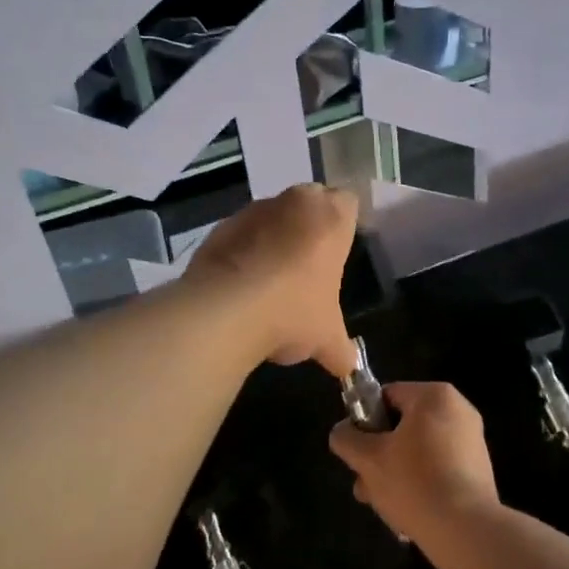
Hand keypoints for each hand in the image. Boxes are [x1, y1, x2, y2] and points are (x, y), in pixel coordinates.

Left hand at [184, 183, 360, 377]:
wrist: (224, 312)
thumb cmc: (293, 311)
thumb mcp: (327, 337)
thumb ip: (342, 348)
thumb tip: (348, 366)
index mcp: (331, 216)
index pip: (348, 203)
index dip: (344, 226)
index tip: (339, 252)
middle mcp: (294, 202)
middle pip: (308, 204)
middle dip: (308, 229)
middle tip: (308, 268)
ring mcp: (253, 211)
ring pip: (271, 217)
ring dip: (273, 239)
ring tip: (271, 283)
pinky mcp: (220, 228)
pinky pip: (240, 235)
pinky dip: (243, 252)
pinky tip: (242, 288)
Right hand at [328, 382, 500, 546]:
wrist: (466, 532)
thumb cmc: (414, 483)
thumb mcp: (368, 459)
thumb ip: (347, 439)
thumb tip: (342, 432)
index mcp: (434, 396)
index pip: (387, 396)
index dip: (364, 422)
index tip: (358, 452)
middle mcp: (458, 411)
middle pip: (403, 426)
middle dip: (379, 456)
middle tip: (365, 485)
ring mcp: (472, 441)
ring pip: (419, 451)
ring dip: (395, 474)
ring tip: (382, 506)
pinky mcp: (478, 470)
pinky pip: (439, 469)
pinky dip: (421, 485)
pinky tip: (407, 513)